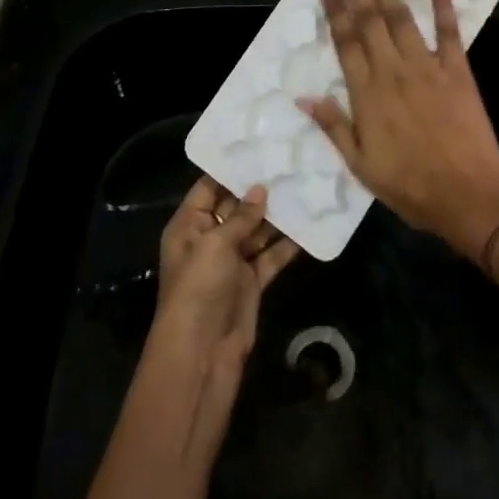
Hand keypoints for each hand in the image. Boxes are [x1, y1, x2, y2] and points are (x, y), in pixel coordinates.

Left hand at [149, 178, 298, 418]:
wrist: (202, 353)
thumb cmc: (199, 289)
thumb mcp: (215, 245)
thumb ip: (240, 216)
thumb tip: (260, 189)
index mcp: (189, 226)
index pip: (208, 187)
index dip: (230, 168)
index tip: (258, 145)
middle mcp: (209, 239)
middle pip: (236, 207)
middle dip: (260, 189)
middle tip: (290, 161)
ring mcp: (231, 261)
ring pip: (257, 230)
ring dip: (278, 214)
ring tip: (304, 185)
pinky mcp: (251, 282)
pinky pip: (271, 256)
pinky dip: (288, 244)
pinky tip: (310, 225)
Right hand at [298, 0, 498, 259]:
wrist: (469, 195)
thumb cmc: (410, 186)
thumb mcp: (361, 165)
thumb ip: (334, 126)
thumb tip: (304, 96)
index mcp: (367, 94)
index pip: (346, 42)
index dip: (336, 9)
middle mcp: (393, 71)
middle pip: (371, 19)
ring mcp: (427, 67)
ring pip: (402, 18)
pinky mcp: (457, 70)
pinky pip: (449, 31)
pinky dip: (443, 4)